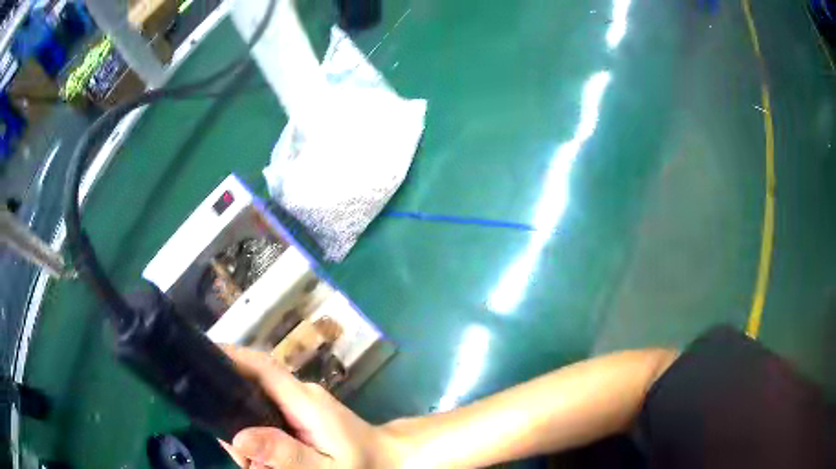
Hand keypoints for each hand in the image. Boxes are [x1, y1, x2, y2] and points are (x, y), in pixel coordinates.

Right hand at [219, 346, 402, 467]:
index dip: (230, 356)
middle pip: (252, 384)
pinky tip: (261, 457)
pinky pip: (269, 414)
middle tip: (229, 445)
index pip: (261, 366)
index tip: (202, 360)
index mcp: (305, 400)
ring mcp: (301, 402)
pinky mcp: (302, 413)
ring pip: (257, 401)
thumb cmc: (361, 465)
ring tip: (249, 460)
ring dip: (244, 425)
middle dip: (231, 407)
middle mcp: (300, 394)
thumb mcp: (324, 468)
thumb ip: (286, 454)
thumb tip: (240, 437)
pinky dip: (258, 432)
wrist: (390, 459)